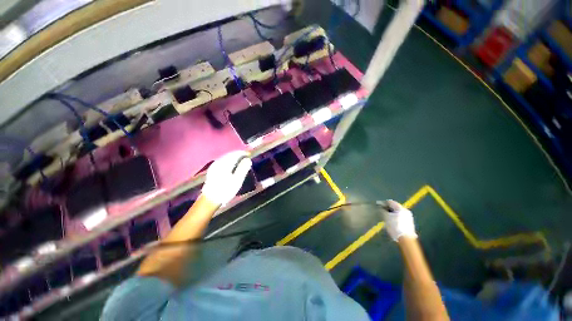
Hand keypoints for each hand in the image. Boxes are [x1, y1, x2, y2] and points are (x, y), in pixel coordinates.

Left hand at [201, 151, 251, 205]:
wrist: (210, 199)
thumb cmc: (225, 190)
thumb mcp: (237, 180)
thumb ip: (243, 169)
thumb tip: (248, 159)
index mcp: (225, 164)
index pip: (235, 154)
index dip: (243, 153)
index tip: (250, 154)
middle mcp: (218, 162)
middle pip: (230, 154)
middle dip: (239, 154)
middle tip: (247, 157)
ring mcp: (214, 166)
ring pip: (226, 157)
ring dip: (234, 157)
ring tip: (241, 160)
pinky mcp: (212, 170)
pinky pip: (223, 160)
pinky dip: (229, 160)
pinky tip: (232, 164)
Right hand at [380, 200, 416, 241]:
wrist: (406, 239)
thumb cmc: (395, 226)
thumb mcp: (386, 218)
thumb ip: (382, 211)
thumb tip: (380, 207)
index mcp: (400, 208)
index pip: (390, 202)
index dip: (383, 203)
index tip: (377, 205)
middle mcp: (405, 210)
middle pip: (394, 206)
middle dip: (387, 208)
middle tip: (381, 211)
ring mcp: (408, 216)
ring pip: (397, 212)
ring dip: (391, 213)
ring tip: (385, 216)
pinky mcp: (409, 222)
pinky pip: (400, 216)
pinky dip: (394, 216)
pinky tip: (391, 221)